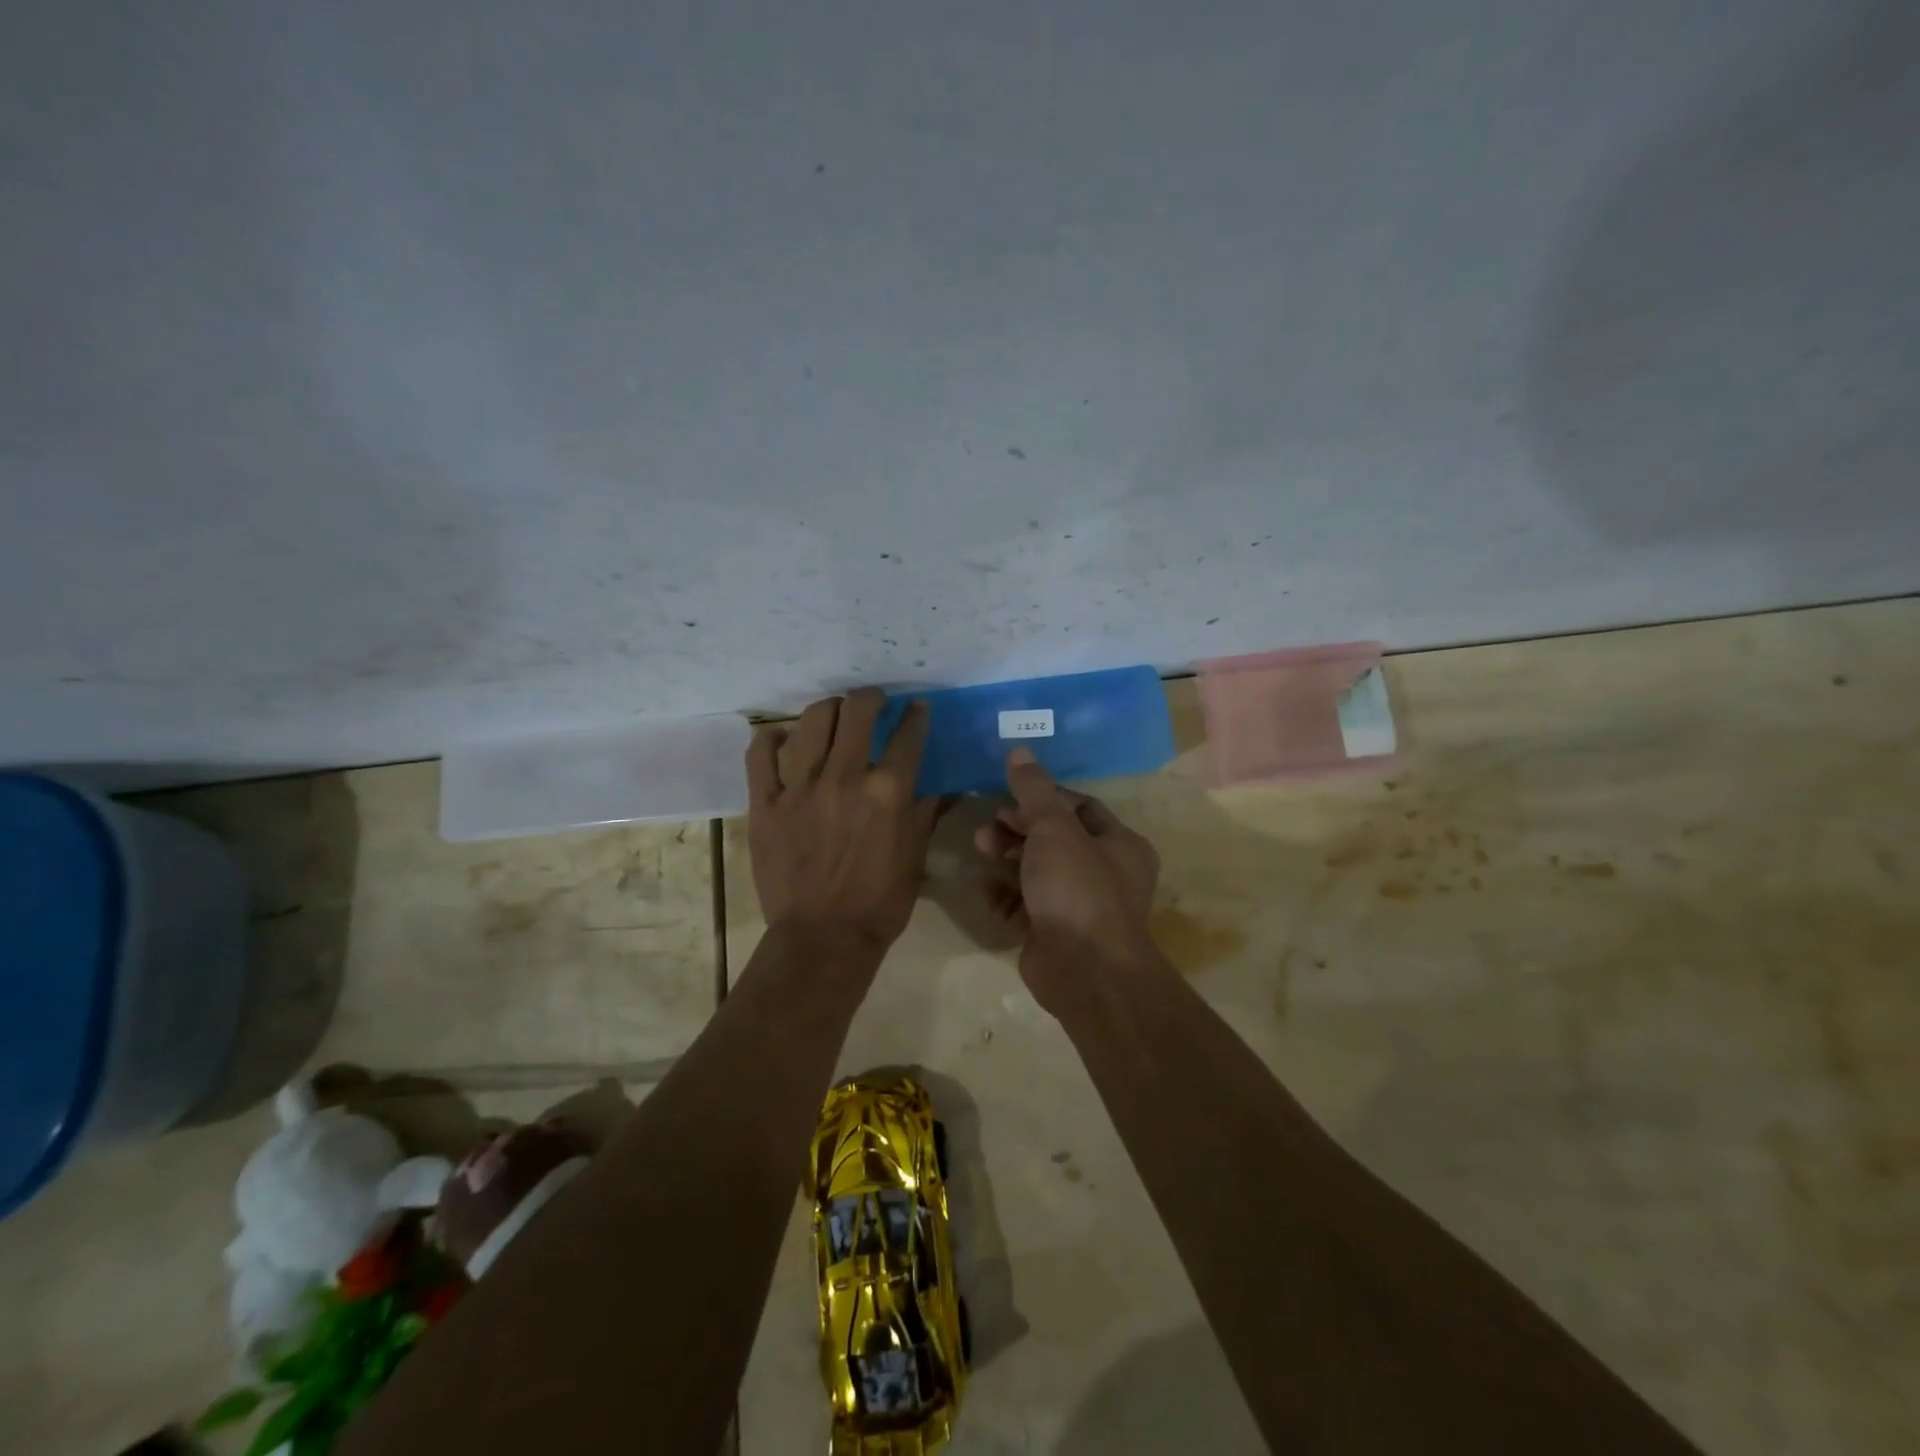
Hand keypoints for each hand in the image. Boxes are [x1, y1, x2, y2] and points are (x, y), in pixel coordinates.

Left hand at [746, 688, 937, 953]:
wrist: (823, 938)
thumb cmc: (880, 902)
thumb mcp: (915, 855)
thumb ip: (927, 812)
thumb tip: (945, 784)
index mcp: (888, 791)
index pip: (907, 735)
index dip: (916, 715)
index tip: (917, 709)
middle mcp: (844, 777)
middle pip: (857, 712)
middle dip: (870, 698)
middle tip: (874, 702)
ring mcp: (800, 788)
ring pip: (811, 721)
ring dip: (828, 709)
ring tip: (834, 714)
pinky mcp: (765, 803)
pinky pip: (761, 755)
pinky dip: (771, 738)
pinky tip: (782, 737)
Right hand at [973, 747, 1161, 1006]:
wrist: (1085, 972)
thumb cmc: (1078, 888)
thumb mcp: (1054, 829)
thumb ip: (1034, 791)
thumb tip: (1020, 751)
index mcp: (1119, 845)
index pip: (1080, 807)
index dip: (1044, 798)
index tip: (1010, 795)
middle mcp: (1104, 873)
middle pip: (1055, 839)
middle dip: (1019, 828)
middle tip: (989, 824)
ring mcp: (1077, 906)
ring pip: (1037, 872)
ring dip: (1007, 857)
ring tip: (980, 847)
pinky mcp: (1052, 933)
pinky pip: (1024, 905)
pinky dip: (1003, 894)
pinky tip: (982, 886)